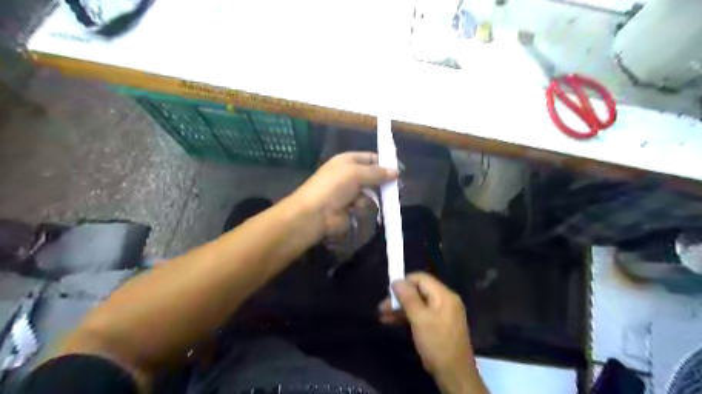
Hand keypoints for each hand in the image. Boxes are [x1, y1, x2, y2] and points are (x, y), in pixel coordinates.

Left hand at [292, 151, 396, 237]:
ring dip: (368, 198)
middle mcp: (349, 175)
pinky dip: (361, 208)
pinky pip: (365, 206)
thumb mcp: (355, 173)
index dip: (385, 163)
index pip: (371, 158)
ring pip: (371, 193)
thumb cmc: (333, 187)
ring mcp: (350, 192)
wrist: (315, 214)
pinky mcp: (351, 209)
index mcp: (348, 161)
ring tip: (358, 201)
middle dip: (381, 183)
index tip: (399, 170)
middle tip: (393, 188)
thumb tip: (396, 171)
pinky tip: (353, 210)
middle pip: (373, 177)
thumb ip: (377, 172)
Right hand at [382, 274, 486, 393]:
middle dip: (399, 298)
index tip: (388, 292)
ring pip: (418, 304)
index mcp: (444, 295)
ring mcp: (443, 313)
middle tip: (382, 307)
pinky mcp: (439, 325)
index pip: (421, 278)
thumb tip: (397, 280)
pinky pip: (422, 314)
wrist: (455, 375)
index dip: (404, 282)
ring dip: (401, 308)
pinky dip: (408, 317)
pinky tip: (393, 322)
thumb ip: (408, 297)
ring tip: (383, 316)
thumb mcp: (420, 319)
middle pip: (419, 291)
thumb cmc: (437, 344)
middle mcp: (445, 300)